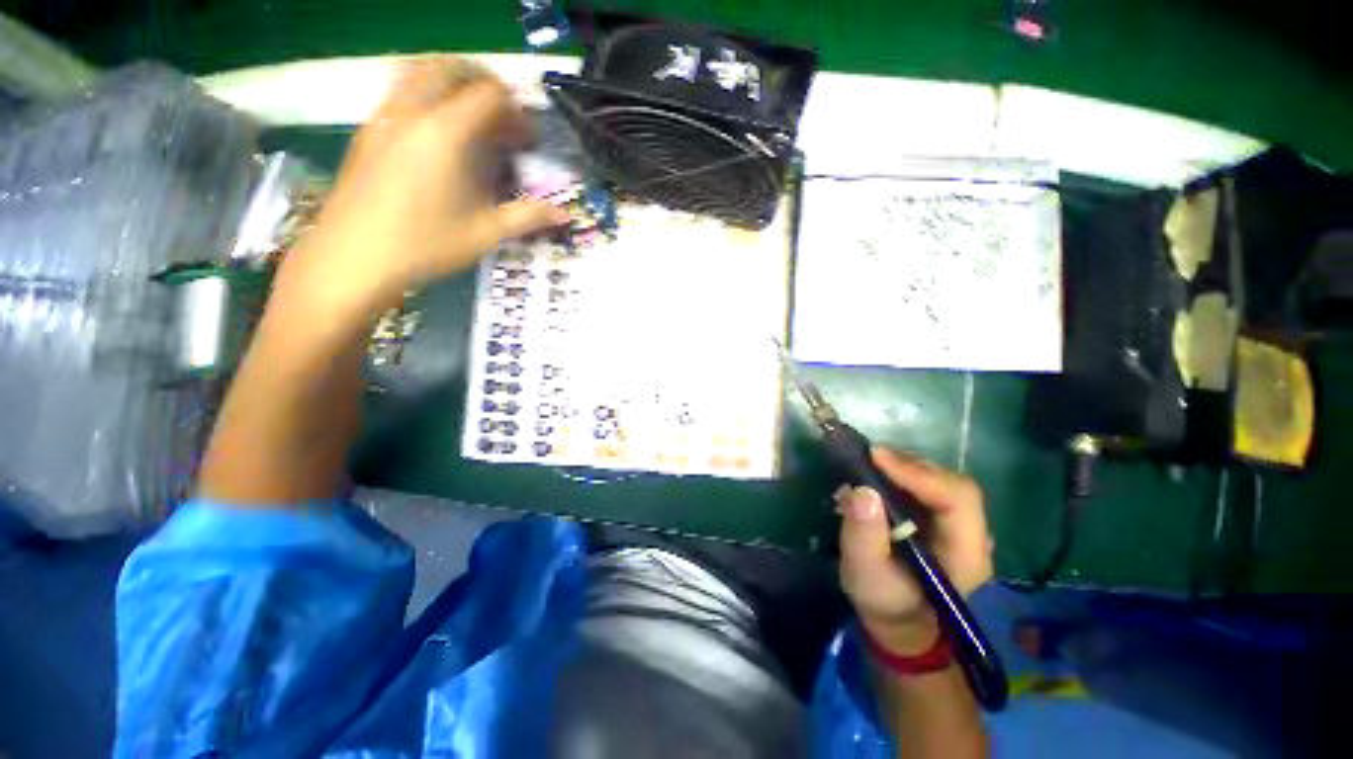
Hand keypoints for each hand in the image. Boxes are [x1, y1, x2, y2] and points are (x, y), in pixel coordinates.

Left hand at [278, 56, 567, 320]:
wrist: (352, 257)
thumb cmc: (425, 245)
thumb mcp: (485, 233)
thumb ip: (528, 217)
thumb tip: (565, 215)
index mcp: (445, 132)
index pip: (488, 93)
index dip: (515, 110)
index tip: (526, 138)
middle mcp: (412, 111)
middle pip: (451, 67)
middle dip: (483, 84)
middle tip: (502, 118)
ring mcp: (384, 117)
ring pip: (418, 72)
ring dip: (450, 84)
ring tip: (470, 119)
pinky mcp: (368, 131)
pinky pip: (399, 93)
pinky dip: (425, 98)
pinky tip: (436, 138)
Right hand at [836, 448, 993, 654]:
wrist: (899, 621)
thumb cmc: (884, 602)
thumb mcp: (865, 574)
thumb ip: (864, 535)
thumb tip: (861, 491)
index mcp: (966, 554)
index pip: (957, 498)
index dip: (918, 473)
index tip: (875, 457)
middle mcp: (973, 535)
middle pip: (952, 484)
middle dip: (909, 465)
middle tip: (868, 456)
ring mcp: (960, 526)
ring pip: (941, 480)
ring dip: (904, 466)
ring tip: (869, 462)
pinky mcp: (942, 519)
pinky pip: (928, 486)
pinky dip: (902, 474)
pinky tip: (878, 474)